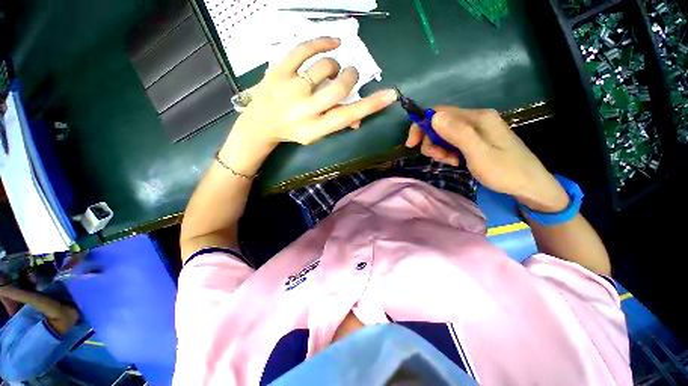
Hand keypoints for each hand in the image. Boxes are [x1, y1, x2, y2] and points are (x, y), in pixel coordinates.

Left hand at [220, 37, 397, 175]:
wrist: (261, 123)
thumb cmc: (293, 131)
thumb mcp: (316, 135)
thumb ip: (337, 124)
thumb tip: (358, 119)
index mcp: (315, 129)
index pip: (348, 116)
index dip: (371, 105)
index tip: (390, 94)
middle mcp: (305, 110)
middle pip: (339, 87)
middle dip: (351, 77)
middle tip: (350, 75)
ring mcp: (290, 88)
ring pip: (325, 67)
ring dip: (335, 65)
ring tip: (331, 70)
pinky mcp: (278, 70)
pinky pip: (304, 48)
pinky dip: (322, 41)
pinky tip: (332, 42)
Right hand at [406, 106, 569, 211]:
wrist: (530, 185)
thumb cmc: (505, 171)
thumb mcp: (479, 154)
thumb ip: (458, 134)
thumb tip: (433, 116)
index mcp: (477, 118)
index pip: (439, 112)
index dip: (421, 125)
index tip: (412, 145)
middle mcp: (476, 119)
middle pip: (440, 123)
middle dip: (431, 141)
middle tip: (438, 158)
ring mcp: (477, 129)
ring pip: (444, 133)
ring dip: (439, 148)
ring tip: (450, 162)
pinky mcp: (476, 139)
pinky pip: (453, 141)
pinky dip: (448, 151)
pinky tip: (455, 161)